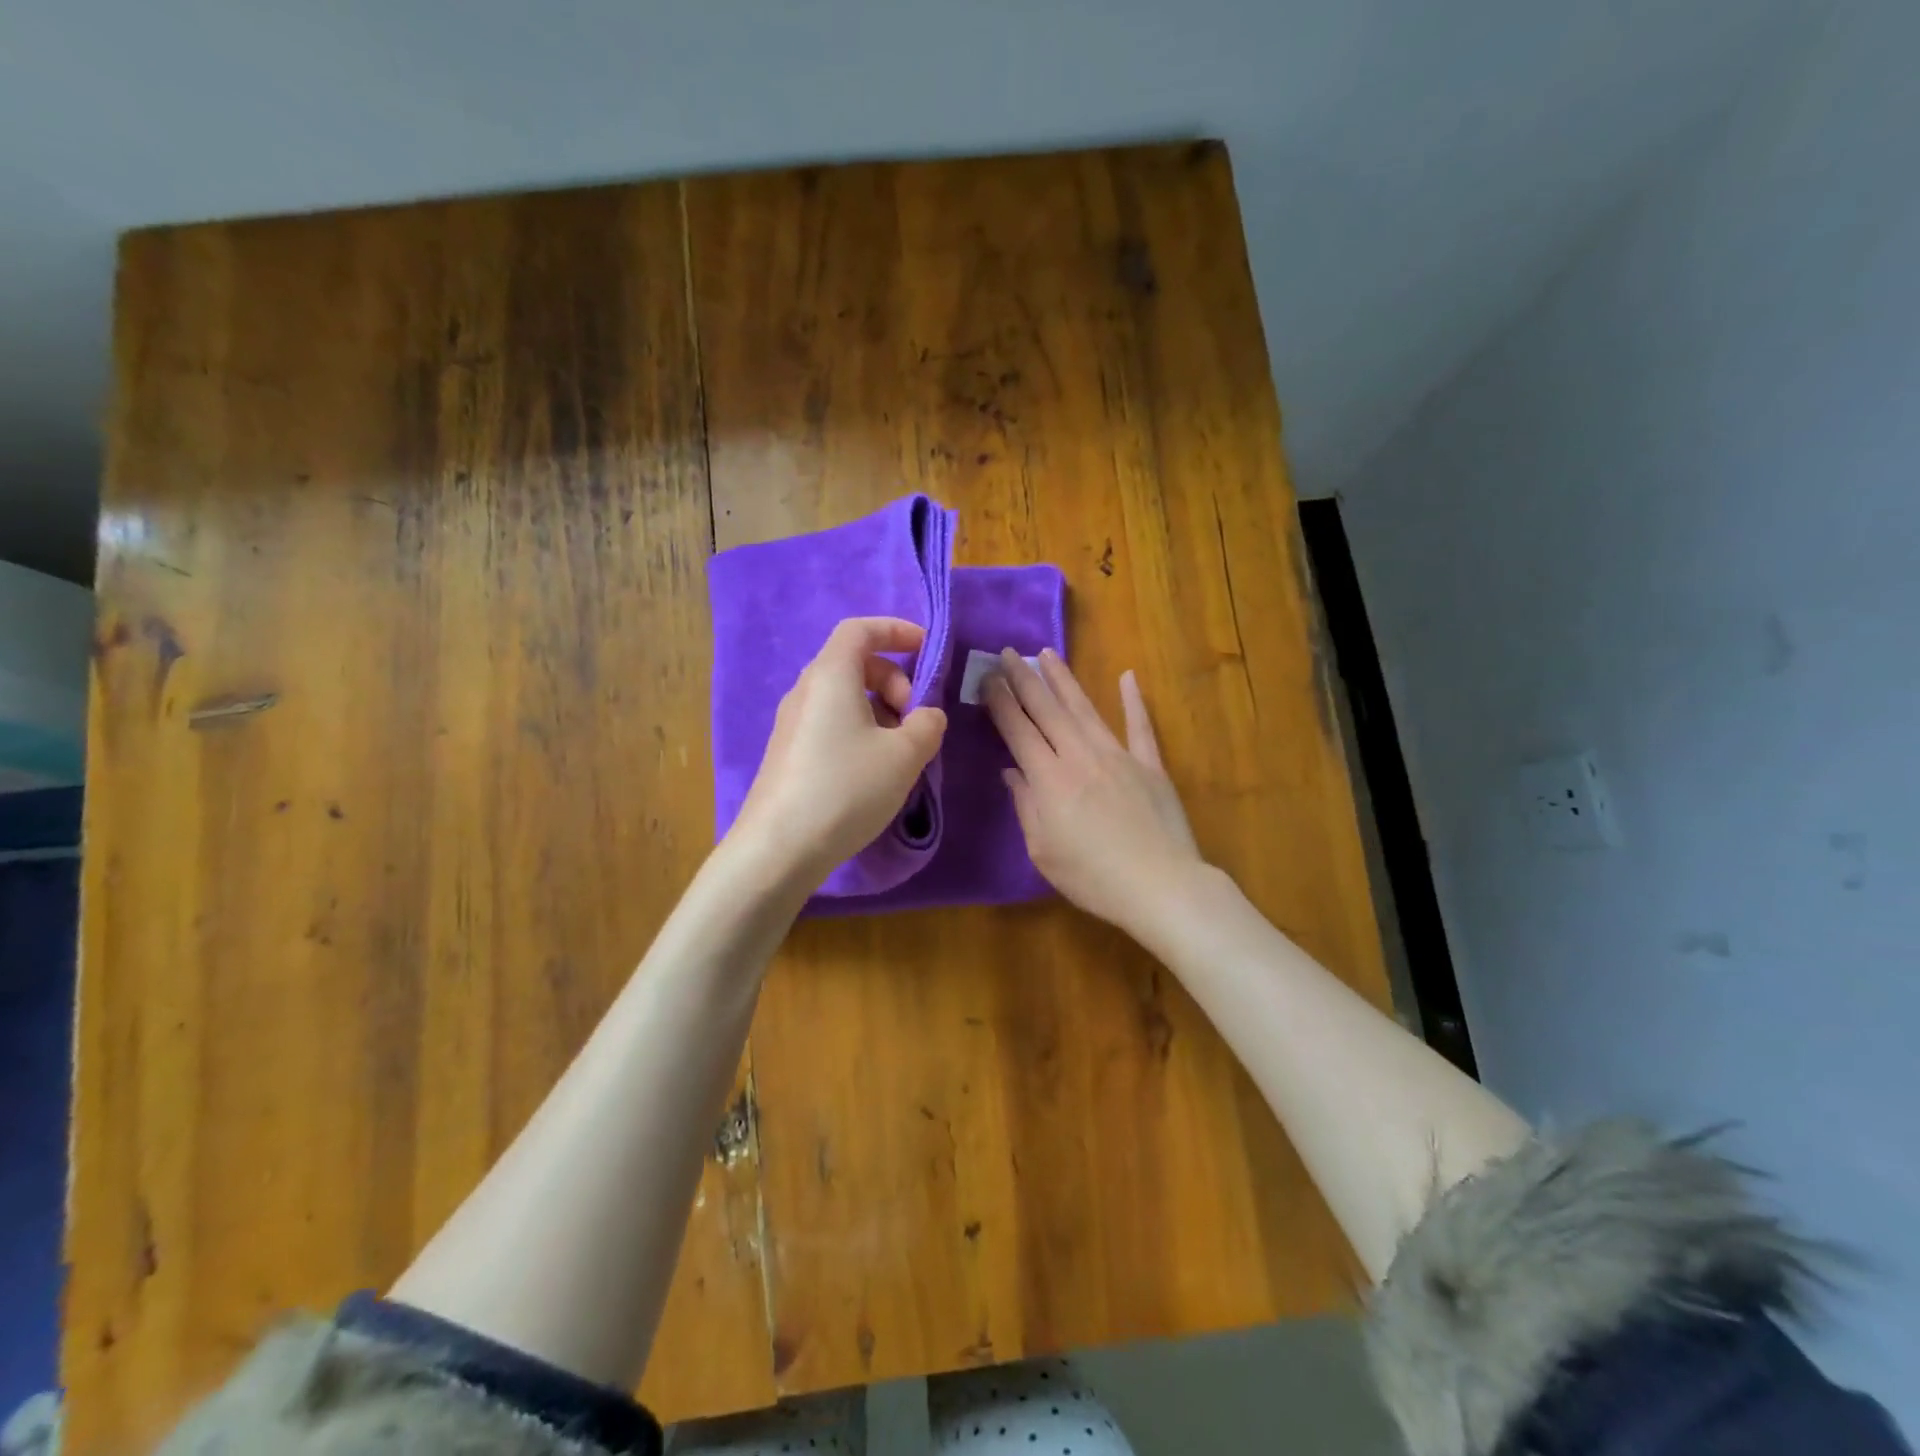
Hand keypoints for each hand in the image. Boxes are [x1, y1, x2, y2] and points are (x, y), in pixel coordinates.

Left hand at [729, 617, 948, 889]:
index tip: (926, 649)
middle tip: (915, 717)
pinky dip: (860, 730)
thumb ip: (927, 724)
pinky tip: (873, 770)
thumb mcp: (904, 755)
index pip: (860, 629)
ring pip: (844, 697)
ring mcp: (793, 723)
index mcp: (831, 676)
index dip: (896, 630)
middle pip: (854, 663)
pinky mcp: (789, 753)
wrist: (779, 847)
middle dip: (894, 680)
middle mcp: (806, 691)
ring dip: (880, 709)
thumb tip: (927, 715)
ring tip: (900, 750)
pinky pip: (831, 723)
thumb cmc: (846, 788)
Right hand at [984, 649, 1202, 933]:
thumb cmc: (1092, 877)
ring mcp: (1119, 755)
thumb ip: (1026, 805)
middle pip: (1047, 710)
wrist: (1160, 886)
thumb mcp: (1042, 850)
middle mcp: (1080, 756)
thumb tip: (1011, 771)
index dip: (1000, 701)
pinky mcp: (1150, 765)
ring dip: (1064, 680)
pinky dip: (1133, 700)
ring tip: (1047, 653)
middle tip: (1008, 652)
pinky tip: (1128, 676)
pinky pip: (1140, 726)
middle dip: (1024, 679)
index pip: (1018, 730)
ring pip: (1085, 708)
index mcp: (1049, 778)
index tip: (987, 677)